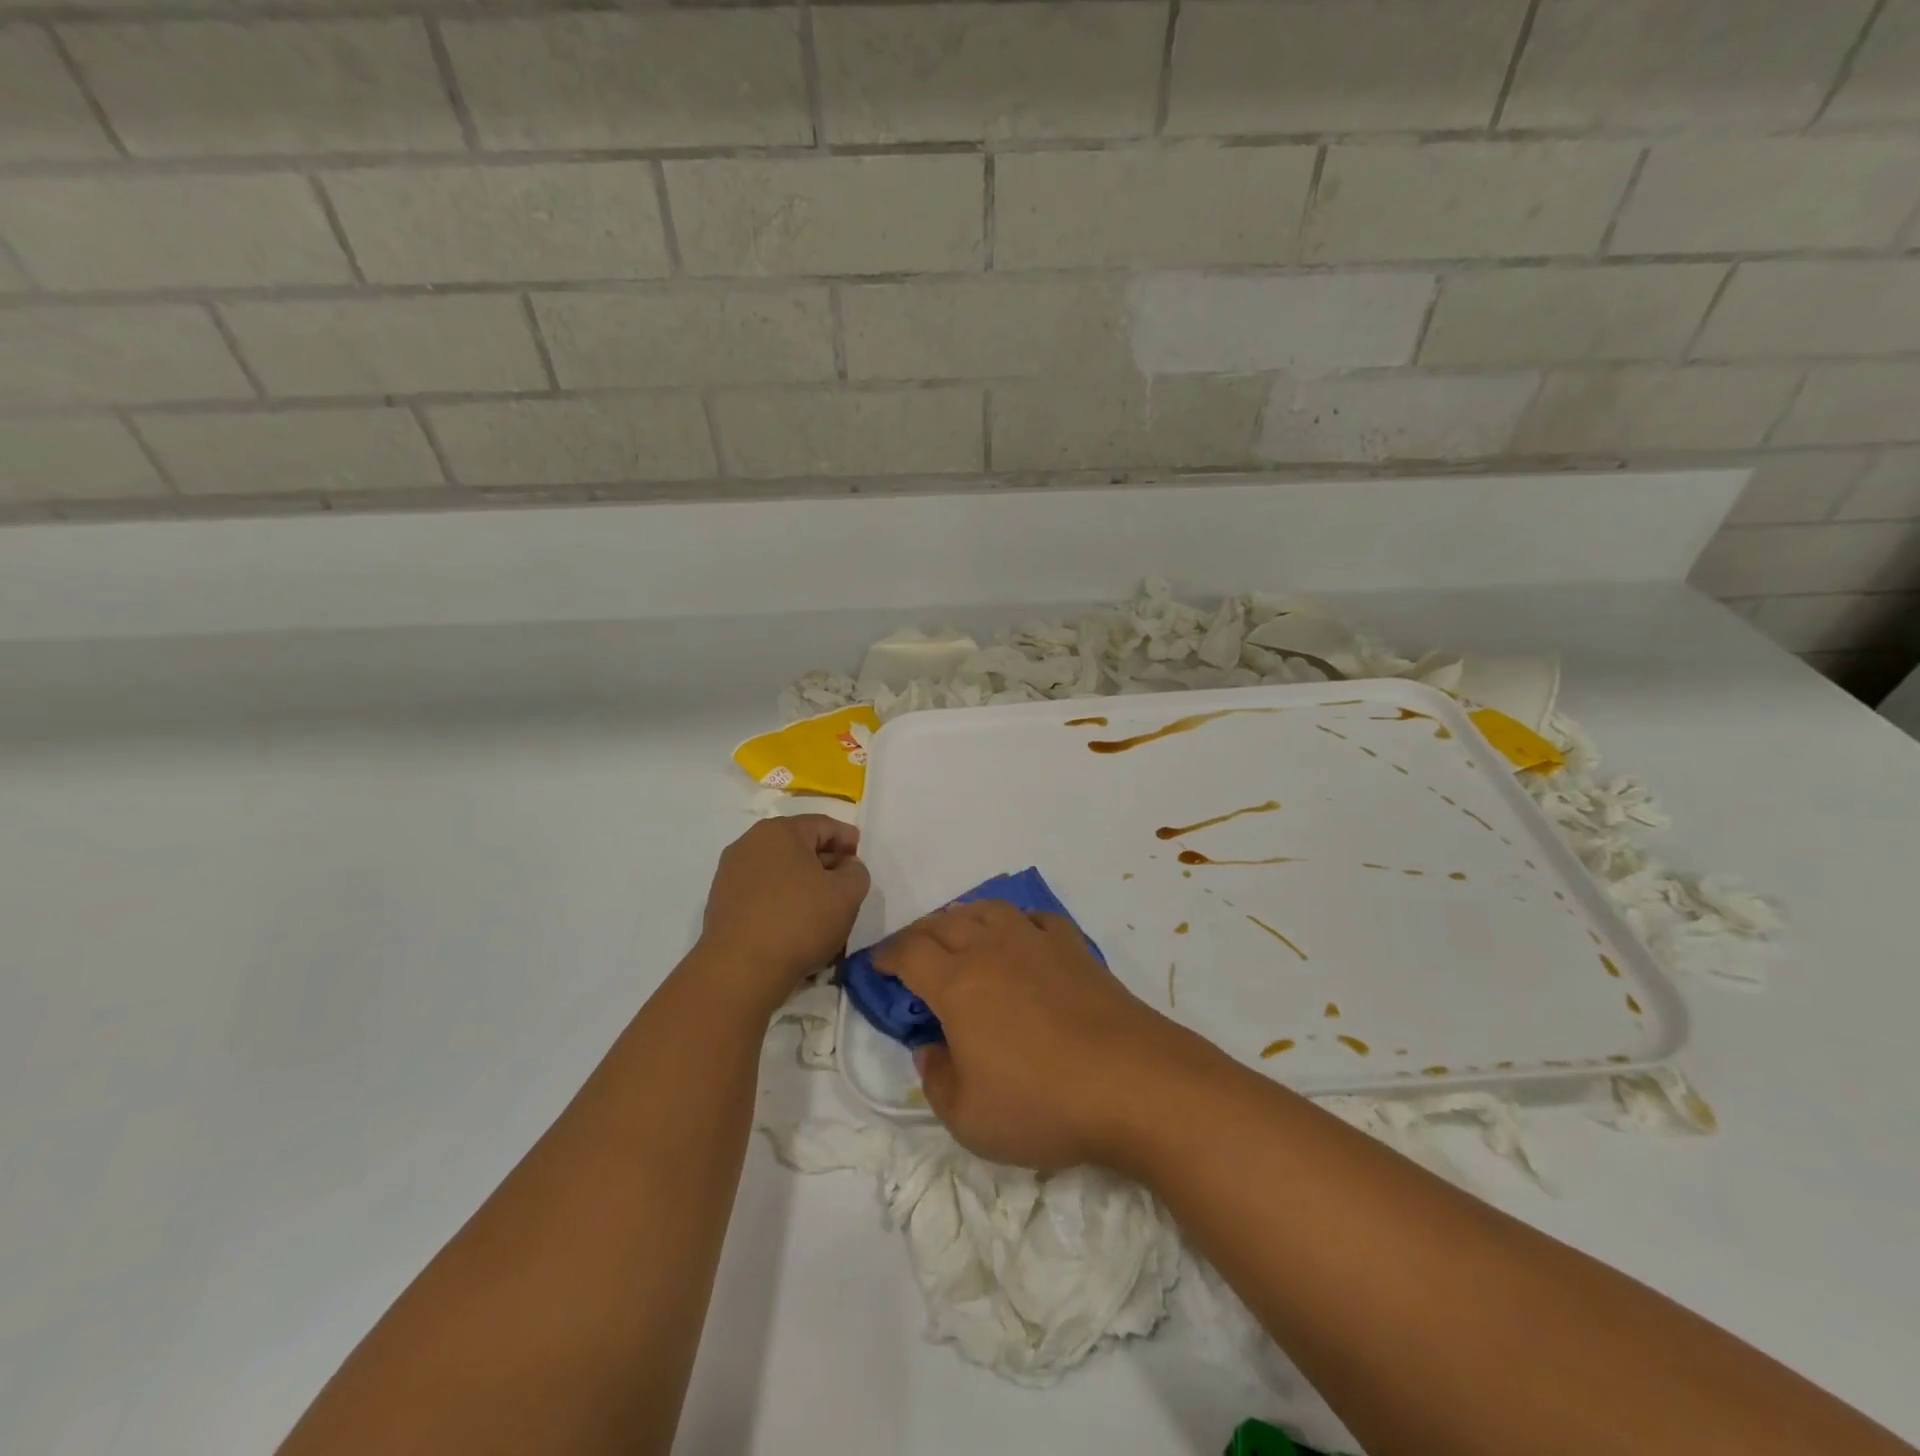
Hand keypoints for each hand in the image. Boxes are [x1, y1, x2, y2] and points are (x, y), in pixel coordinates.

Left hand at [698, 815, 869, 1015]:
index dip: (847, 839)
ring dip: (802, 881)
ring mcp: (730, 872)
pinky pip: (761, 890)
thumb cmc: (800, 921)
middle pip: (798, 844)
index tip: (860, 859)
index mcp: (781, 831)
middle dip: (824, 860)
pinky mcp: (721, 901)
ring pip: (778, 868)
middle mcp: (750, 842)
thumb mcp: (848, 894)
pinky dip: (780, 898)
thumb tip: (845, 867)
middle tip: (844, 883)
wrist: (740, 969)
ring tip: (820, 906)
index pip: (824, 825)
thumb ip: (856, 871)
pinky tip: (793, 922)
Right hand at [875, 901, 1219, 1171]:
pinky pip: (1034, 918)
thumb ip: (936, 1078)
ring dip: (962, 918)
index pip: (909, 953)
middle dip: (918, 935)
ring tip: (957, 937)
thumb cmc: (1043, 1104)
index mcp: (957, 983)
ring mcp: (1037, 942)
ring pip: (987, 909)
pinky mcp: (1074, 948)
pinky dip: (1014, 921)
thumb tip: (930, 1046)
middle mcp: (992, 948)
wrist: (1134, 1083)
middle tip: (910, 956)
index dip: (886, 957)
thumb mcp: (968, 1118)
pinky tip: (1018, 938)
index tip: (875, 967)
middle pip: (943, 923)